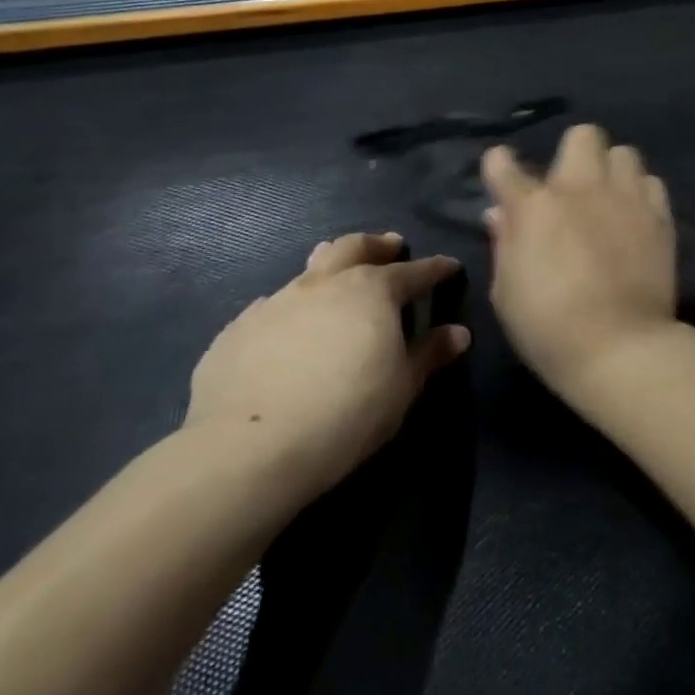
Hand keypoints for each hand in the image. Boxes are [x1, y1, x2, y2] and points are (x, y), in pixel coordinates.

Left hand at [184, 233, 468, 501]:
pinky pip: (272, 306)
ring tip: (339, 278)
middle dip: (377, 245)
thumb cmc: (348, 412)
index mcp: (372, 291)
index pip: (414, 272)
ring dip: (331, 269)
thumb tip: (457, 333)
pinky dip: (293, 308)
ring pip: (309, 271)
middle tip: (391, 247)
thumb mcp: (403, 386)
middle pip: (354, 247)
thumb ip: (429, 354)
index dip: (436, 269)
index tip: (450, 267)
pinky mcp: (237, 330)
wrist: (249, 448)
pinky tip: (291, 327)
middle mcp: (324, 284)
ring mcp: (276, 303)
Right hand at [482, 124, 678, 398]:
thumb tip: (501, 214)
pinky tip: (636, 217)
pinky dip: (641, 193)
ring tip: (610, 198)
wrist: (621, 347)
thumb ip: (505, 244)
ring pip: (624, 153)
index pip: (505, 165)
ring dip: (612, 170)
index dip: (500, 166)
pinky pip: (652, 182)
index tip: (503, 172)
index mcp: (534, 208)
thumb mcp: (507, 293)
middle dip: (573, 153)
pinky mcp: (660, 215)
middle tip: (571, 187)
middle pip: (583, 136)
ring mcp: (626, 198)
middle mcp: (581, 189)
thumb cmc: (550, 329)